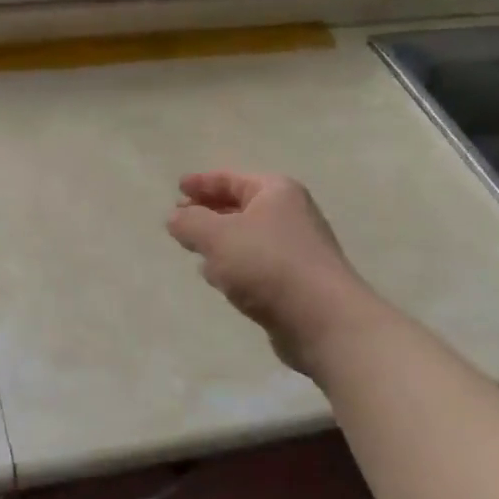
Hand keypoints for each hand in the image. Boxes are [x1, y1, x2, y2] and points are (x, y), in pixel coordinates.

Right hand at [166, 171, 375, 375]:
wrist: (322, 320)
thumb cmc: (267, 265)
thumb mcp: (217, 236)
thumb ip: (190, 222)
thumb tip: (176, 217)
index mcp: (276, 192)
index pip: (231, 179)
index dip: (202, 182)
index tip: (177, 188)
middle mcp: (290, 215)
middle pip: (240, 207)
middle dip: (209, 212)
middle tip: (180, 220)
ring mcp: (295, 250)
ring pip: (246, 238)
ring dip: (220, 242)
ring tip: (194, 250)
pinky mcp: (294, 282)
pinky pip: (255, 265)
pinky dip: (235, 267)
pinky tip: (219, 280)